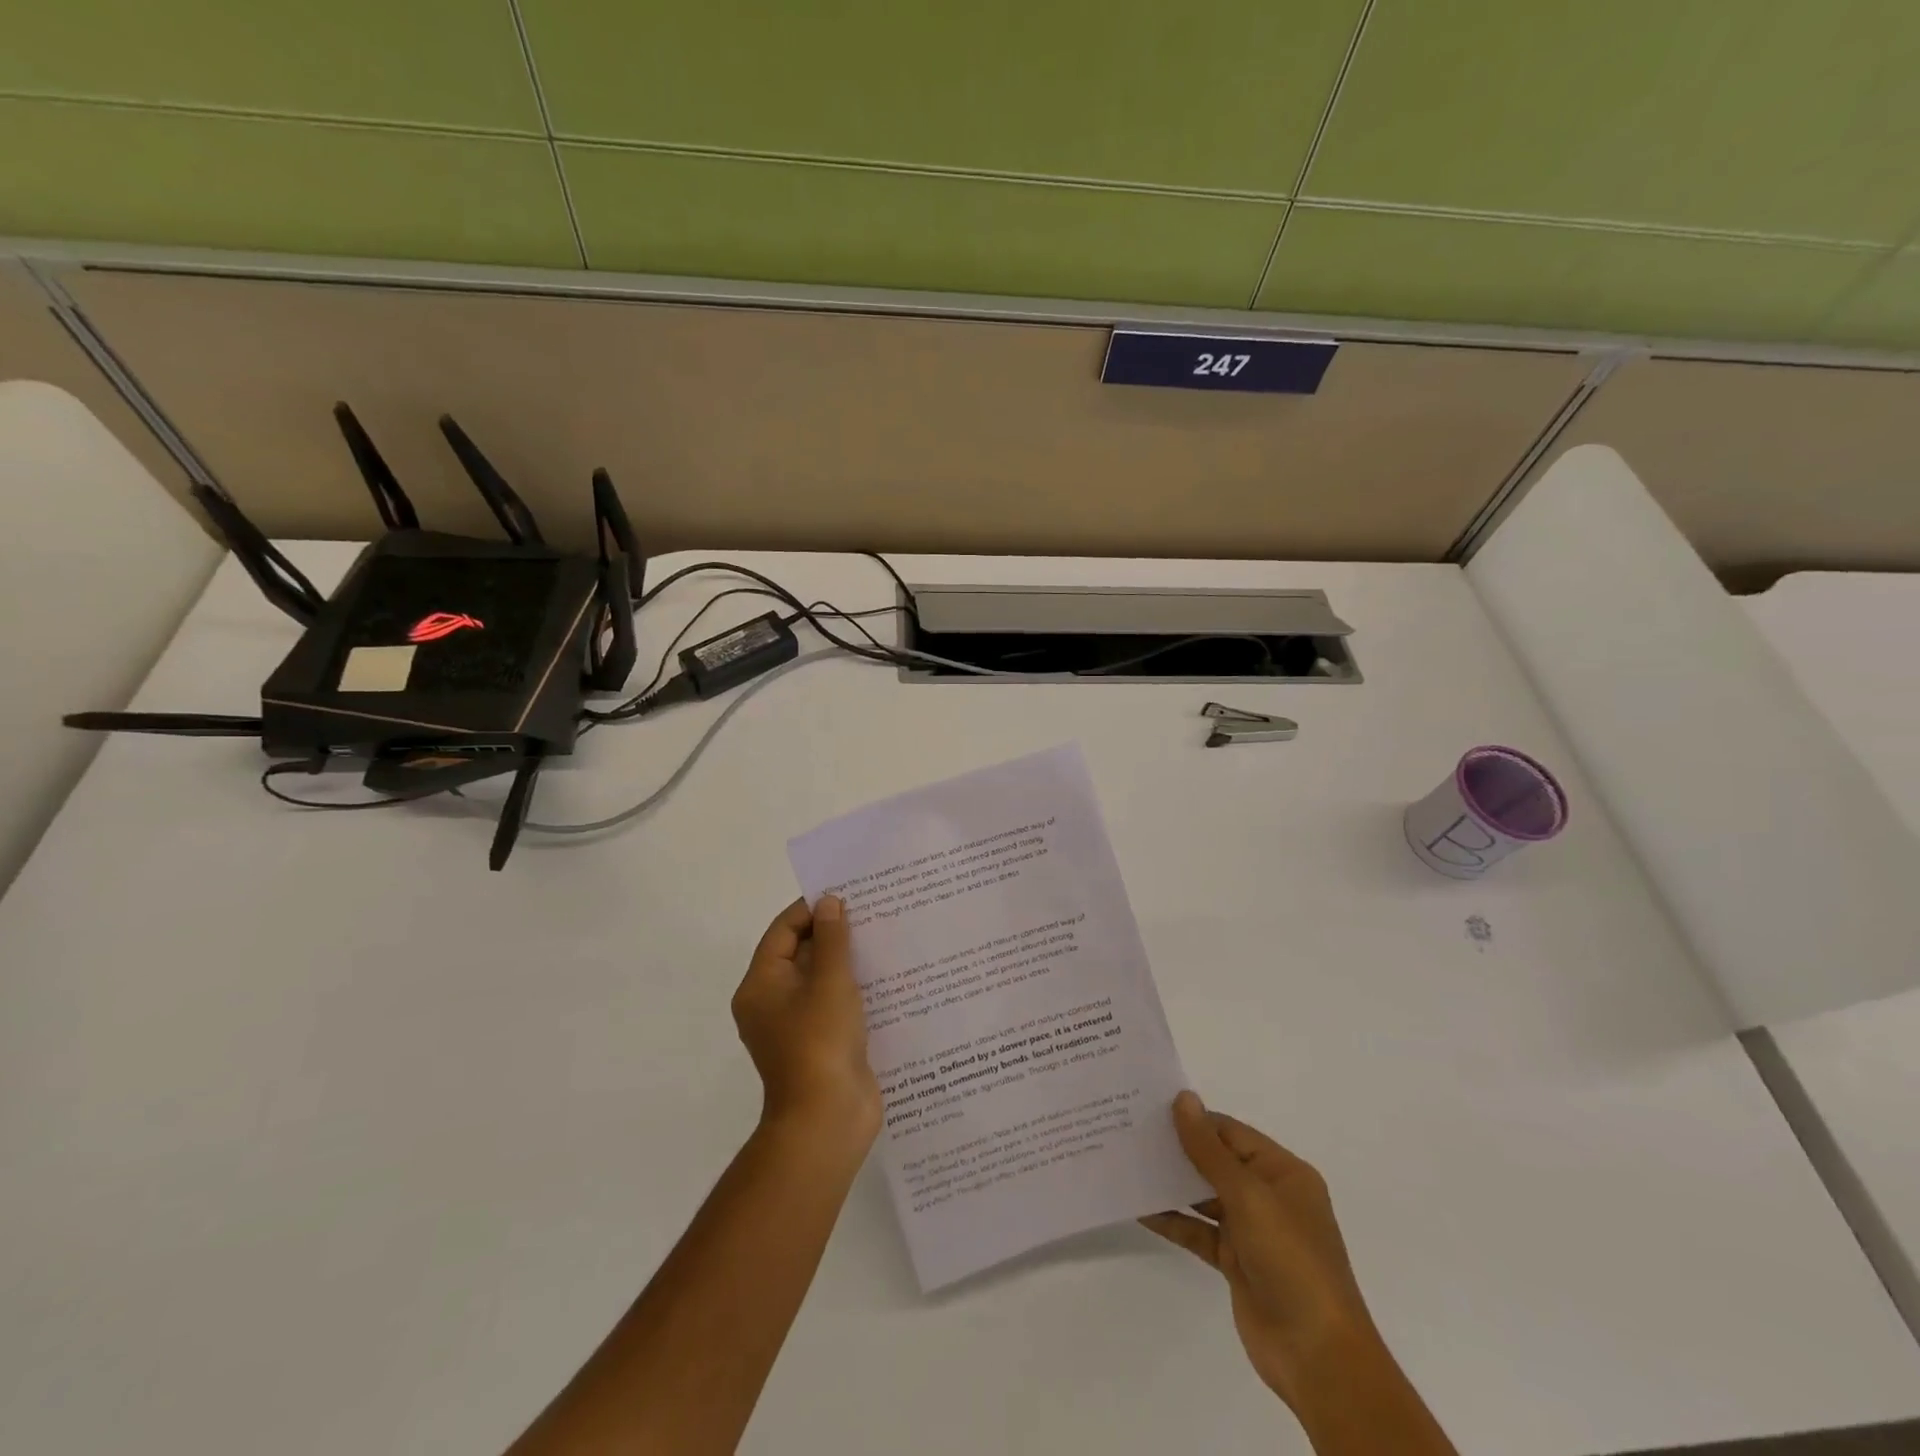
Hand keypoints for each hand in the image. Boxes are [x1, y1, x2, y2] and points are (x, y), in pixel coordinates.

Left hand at [732, 896, 881, 1149]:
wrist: (827, 1121)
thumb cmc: (820, 1042)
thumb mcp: (829, 982)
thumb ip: (832, 939)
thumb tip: (829, 902)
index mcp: (761, 985)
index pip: (783, 931)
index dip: (812, 909)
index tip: (847, 894)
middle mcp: (773, 1003)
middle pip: (802, 953)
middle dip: (834, 933)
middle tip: (873, 911)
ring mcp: (798, 1026)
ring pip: (822, 979)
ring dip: (849, 960)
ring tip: (885, 936)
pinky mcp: (822, 1044)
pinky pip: (836, 1004)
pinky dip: (856, 988)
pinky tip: (888, 975)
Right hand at [1142, 1092, 1378, 1408]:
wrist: (1318, 1357)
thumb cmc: (1291, 1260)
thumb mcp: (1249, 1196)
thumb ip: (1209, 1149)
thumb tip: (1183, 1098)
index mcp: (1283, 1173)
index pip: (1230, 1132)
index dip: (1193, 1119)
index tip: (1148, 1107)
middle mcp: (1269, 1196)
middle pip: (1216, 1161)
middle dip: (1178, 1149)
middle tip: (1130, 1131)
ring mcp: (1252, 1231)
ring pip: (1204, 1196)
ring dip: (1171, 1183)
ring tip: (1128, 1163)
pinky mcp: (1236, 1262)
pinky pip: (1198, 1230)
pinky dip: (1172, 1220)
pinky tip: (1140, 1209)